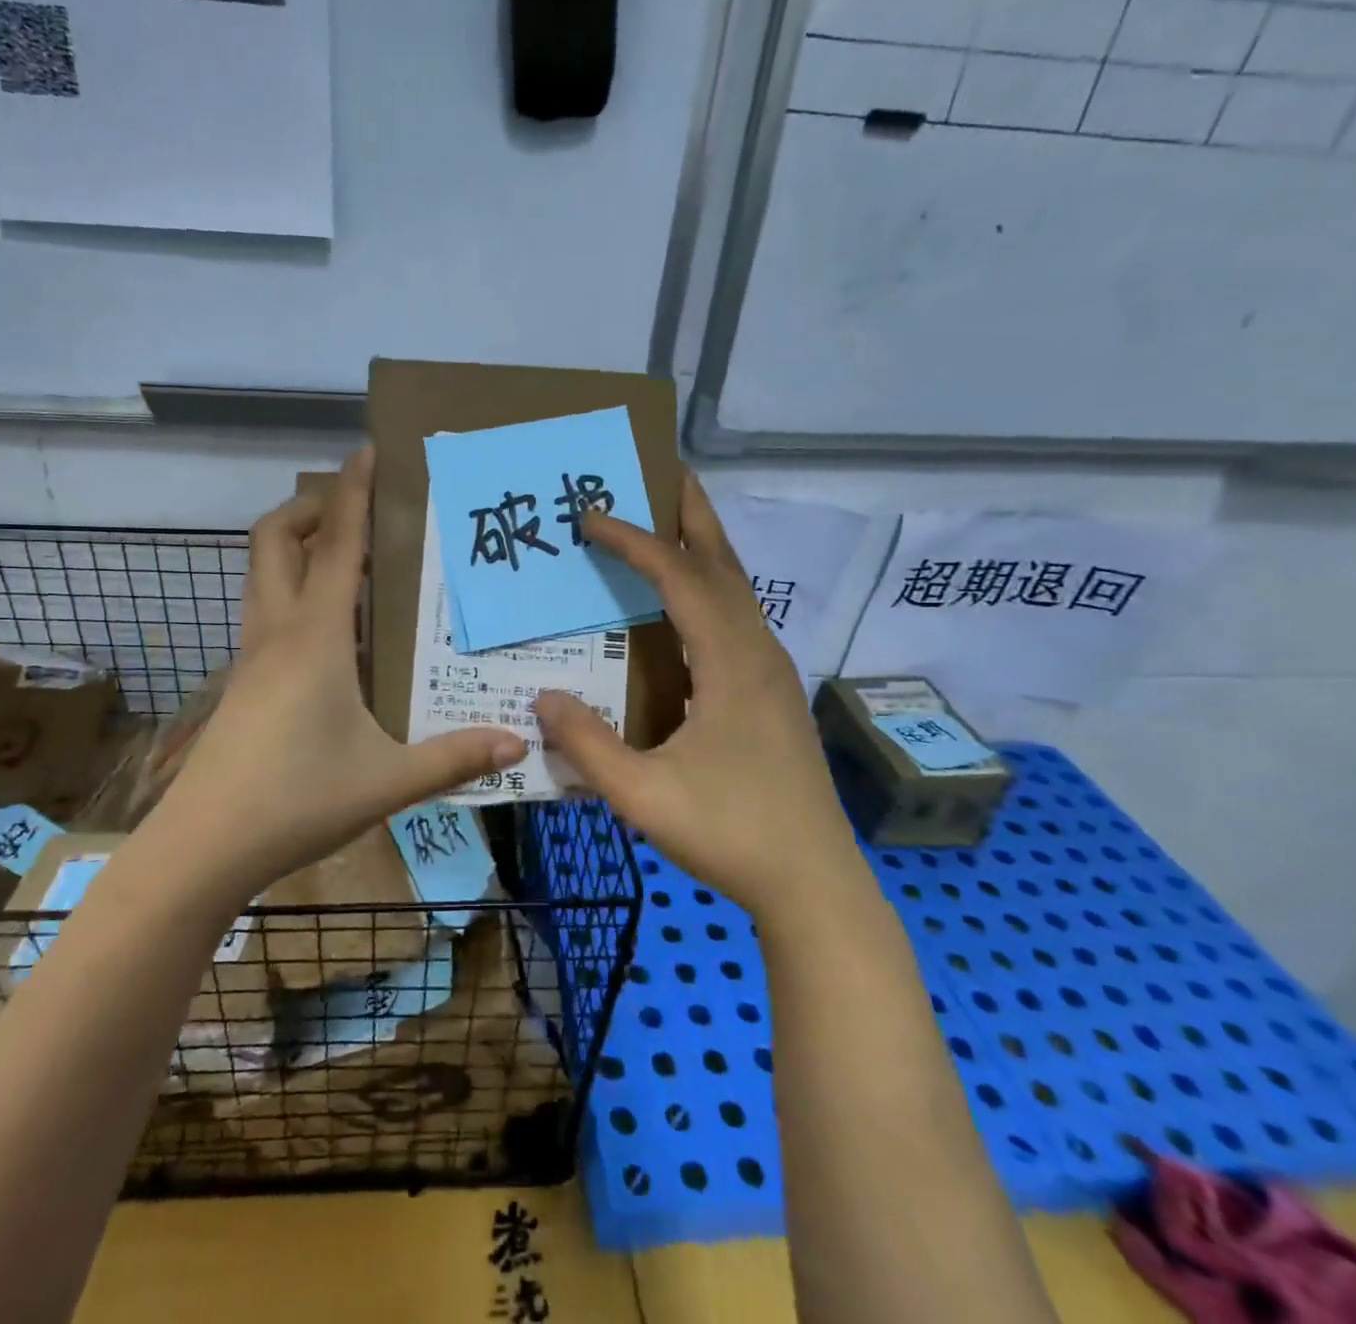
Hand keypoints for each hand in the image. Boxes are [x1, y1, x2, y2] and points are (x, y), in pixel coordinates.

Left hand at [157, 447, 524, 893]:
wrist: (204, 846)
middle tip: (354, 512)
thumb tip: (518, 741)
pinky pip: (265, 613)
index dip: (351, 491)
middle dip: (309, 508)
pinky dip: (291, 592)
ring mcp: (250, 657)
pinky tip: (329, 634)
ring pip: (261, 574)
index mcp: (315, 637)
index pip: (335, 544)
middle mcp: (276, 632)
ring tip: (347, 562)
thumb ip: (454, 758)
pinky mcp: (241, 683)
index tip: (365, 449)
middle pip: (274, 539)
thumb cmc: (297, 800)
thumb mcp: (387, 781)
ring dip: (295, 547)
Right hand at [534, 474, 854, 911]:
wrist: (813, 882)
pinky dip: (712, 589)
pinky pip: (740, 619)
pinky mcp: (774, 694)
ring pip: (738, 591)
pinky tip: (689, 605)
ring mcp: (774, 673)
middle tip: (662, 473)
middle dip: (693, 515)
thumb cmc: (729, 835)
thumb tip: (543, 697)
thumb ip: (588, 745)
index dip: (636, 542)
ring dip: (705, 550)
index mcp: (731, 664)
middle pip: (725, 565)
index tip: (592, 516)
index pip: (680, 580)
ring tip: (670, 524)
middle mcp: (758, 653)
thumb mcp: (642, 796)